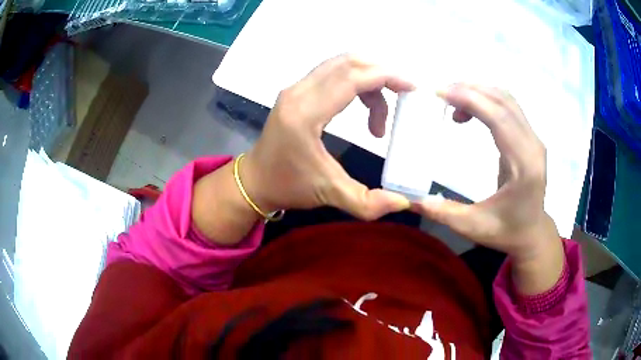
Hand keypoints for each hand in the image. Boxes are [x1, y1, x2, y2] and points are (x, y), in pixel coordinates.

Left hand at [241, 54, 413, 219]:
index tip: (412, 88)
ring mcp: (295, 88)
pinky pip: (333, 73)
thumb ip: (367, 202)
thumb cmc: (288, 186)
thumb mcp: (329, 195)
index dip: (386, 76)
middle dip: (382, 74)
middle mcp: (298, 92)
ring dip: (369, 80)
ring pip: (341, 65)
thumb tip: (403, 202)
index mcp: (305, 114)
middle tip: (403, 96)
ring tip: (379, 117)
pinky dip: (356, 83)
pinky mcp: (296, 91)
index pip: (352, 78)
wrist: (255, 180)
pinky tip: (364, 108)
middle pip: (348, 62)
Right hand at [413, 84, 559, 263]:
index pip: (499, 118)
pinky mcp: (529, 138)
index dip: (470, 99)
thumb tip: (410, 199)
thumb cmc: (506, 232)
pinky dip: (486, 100)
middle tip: (440, 93)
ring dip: (478, 92)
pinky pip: (508, 107)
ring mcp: (533, 139)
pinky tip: (469, 110)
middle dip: (470, 90)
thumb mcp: (473, 227)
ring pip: (506, 99)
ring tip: (451, 99)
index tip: (440, 93)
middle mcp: (533, 145)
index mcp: (524, 165)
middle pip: (503, 101)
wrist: (532, 233)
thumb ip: (443, 212)